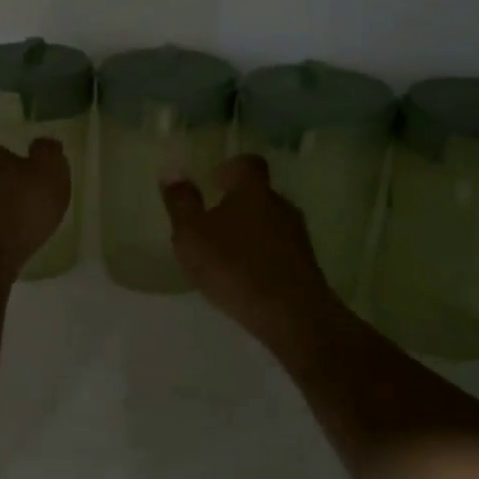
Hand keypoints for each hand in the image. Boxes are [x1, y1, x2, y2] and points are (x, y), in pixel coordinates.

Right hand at [161, 154, 347, 355]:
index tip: (213, 181)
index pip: (247, 163)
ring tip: (226, 252)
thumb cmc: (235, 266)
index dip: (230, 167)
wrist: (292, 315)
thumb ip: (181, 203)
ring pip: (270, 222)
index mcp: (252, 190)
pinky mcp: (306, 264)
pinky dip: (262, 254)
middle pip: (259, 193)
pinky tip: (246, 276)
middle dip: (237, 203)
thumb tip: (172, 171)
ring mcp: (298, 235)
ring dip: (250, 231)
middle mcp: (280, 205)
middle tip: (212, 221)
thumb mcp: (192, 235)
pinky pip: (279, 249)